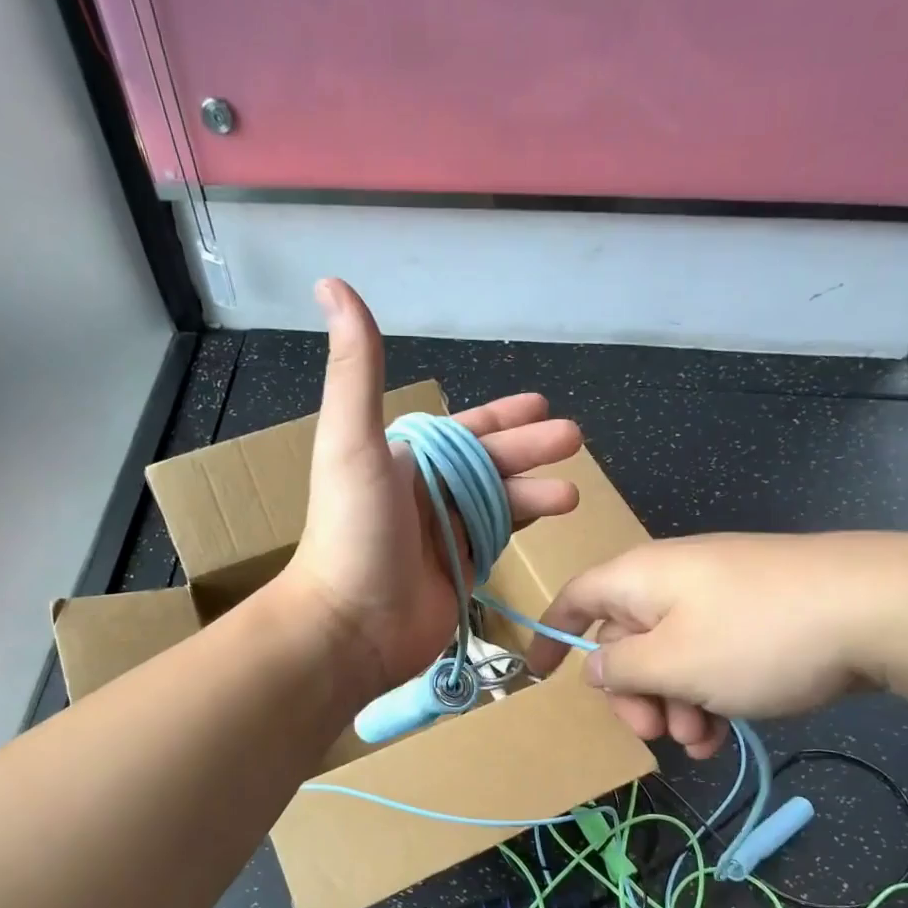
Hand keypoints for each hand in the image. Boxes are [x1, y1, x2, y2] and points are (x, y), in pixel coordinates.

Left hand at [283, 279, 582, 697]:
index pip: (462, 431)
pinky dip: (522, 526)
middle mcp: (423, 493)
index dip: (501, 417)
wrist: (350, 624)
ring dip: (535, 491)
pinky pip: (497, 540)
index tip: (542, 404)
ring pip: (499, 502)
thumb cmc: (354, 531)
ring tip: (573, 492)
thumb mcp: (352, 441)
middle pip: (489, 464)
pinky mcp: (458, 574)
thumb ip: (355, 369)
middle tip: (575, 440)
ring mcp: (442, 536)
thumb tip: (332, 283)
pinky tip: (551, 519)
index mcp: (403, 460)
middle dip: (531, 450)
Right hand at [528, 532, 907, 758]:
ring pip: (671, 655)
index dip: (551, 636)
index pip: (575, 599)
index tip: (537, 676)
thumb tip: (595, 664)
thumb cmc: (757, 636)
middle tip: (656, 734)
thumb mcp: (673, 663)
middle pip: (625, 638)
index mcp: (640, 578)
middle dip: (633, 694)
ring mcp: (720, 595)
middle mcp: (673, 579)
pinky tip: (727, 733)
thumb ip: (620, 669)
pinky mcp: (758, 614)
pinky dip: (709, 694)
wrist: (883, 607)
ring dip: (675, 705)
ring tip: (703, 744)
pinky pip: (712, 655)